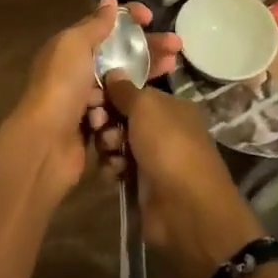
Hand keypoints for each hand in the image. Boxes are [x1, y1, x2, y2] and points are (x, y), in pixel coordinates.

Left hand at [0, 0, 180, 203]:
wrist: (45, 143)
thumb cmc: (61, 86)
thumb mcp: (74, 45)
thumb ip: (94, 24)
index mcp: (71, 49)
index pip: (103, 27)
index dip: (127, 19)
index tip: (151, 18)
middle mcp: (79, 72)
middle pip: (120, 55)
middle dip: (148, 48)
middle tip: (177, 47)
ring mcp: (88, 101)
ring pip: (125, 84)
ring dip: (146, 74)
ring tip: (172, 68)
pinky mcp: (98, 127)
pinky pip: (122, 112)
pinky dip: (131, 107)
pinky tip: (147, 103)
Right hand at [98, 74, 262, 277]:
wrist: (185, 207)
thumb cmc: (168, 146)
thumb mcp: (146, 107)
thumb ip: (125, 90)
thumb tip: (113, 70)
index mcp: (170, 106)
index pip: (133, 93)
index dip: (111, 94)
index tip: (93, 97)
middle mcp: (162, 129)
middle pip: (122, 117)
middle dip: (106, 121)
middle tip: (99, 126)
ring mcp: (153, 157)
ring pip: (116, 143)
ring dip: (108, 146)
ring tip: (113, 153)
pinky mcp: (142, 183)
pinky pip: (118, 167)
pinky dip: (113, 168)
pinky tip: (116, 173)